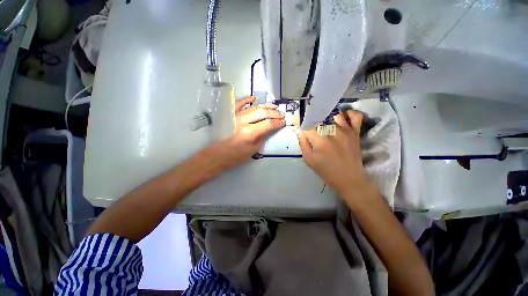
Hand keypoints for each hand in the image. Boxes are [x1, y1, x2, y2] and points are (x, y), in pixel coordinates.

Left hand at [212, 96, 284, 168]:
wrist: (218, 154)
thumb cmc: (235, 156)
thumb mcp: (253, 150)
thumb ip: (262, 137)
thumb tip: (270, 128)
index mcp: (250, 133)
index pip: (269, 124)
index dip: (278, 122)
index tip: (284, 122)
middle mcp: (243, 121)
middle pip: (263, 113)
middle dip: (275, 113)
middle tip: (282, 114)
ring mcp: (236, 116)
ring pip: (254, 107)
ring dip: (266, 106)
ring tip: (275, 106)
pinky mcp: (231, 115)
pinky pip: (240, 104)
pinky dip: (247, 99)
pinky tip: (254, 97)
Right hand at [296, 110, 368, 194]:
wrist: (348, 178)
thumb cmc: (326, 170)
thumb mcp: (309, 159)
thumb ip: (302, 142)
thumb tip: (298, 129)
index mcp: (319, 140)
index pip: (306, 124)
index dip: (300, 122)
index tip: (297, 122)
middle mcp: (332, 131)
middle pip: (319, 116)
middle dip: (312, 118)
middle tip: (310, 124)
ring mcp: (346, 130)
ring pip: (334, 113)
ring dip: (327, 116)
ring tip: (324, 122)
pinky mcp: (355, 131)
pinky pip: (355, 116)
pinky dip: (349, 113)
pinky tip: (342, 118)